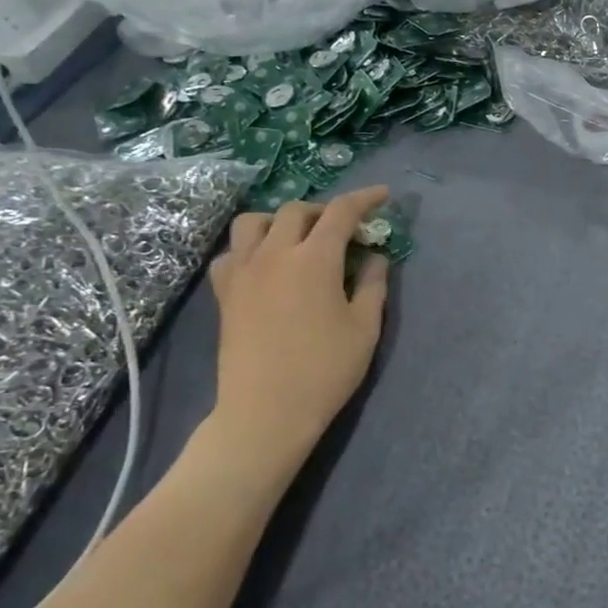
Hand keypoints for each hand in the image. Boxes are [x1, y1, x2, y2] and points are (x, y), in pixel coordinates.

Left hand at [206, 187, 390, 467]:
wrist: (266, 412)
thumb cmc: (324, 371)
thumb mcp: (364, 328)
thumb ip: (373, 284)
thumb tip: (374, 257)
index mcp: (314, 259)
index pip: (341, 212)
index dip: (364, 199)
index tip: (383, 195)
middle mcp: (274, 254)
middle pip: (296, 210)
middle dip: (324, 210)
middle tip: (344, 228)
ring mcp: (243, 272)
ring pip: (254, 222)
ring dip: (280, 220)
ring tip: (298, 238)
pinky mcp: (225, 293)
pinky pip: (231, 253)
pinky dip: (250, 247)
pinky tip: (265, 265)